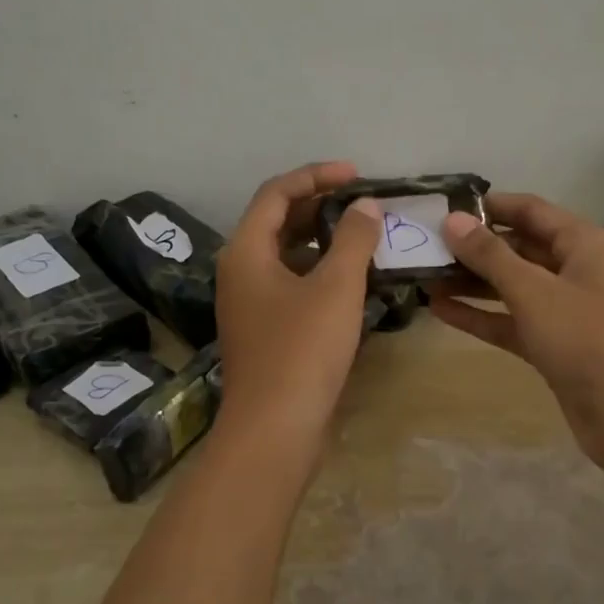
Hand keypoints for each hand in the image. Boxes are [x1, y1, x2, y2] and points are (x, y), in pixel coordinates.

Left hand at [215, 161, 382, 448]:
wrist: (275, 428)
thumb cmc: (302, 349)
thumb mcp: (336, 287)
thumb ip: (353, 238)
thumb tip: (364, 205)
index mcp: (245, 251)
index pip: (276, 192)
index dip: (316, 176)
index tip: (356, 174)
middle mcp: (240, 271)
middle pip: (277, 221)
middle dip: (320, 206)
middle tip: (363, 203)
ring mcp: (250, 303)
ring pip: (286, 255)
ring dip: (322, 240)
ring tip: (363, 235)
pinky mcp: (265, 330)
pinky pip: (291, 284)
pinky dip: (319, 272)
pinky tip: (352, 279)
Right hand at [428, 193, 603, 464]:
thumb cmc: (586, 338)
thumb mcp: (533, 291)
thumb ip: (490, 255)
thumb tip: (452, 220)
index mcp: (583, 243)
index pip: (530, 210)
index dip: (489, 206)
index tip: (443, 207)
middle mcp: (575, 270)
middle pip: (518, 248)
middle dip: (474, 248)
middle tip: (425, 244)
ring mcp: (564, 310)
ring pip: (511, 287)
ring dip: (471, 282)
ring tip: (424, 276)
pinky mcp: (552, 345)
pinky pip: (511, 321)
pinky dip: (480, 315)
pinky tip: (440, 310)